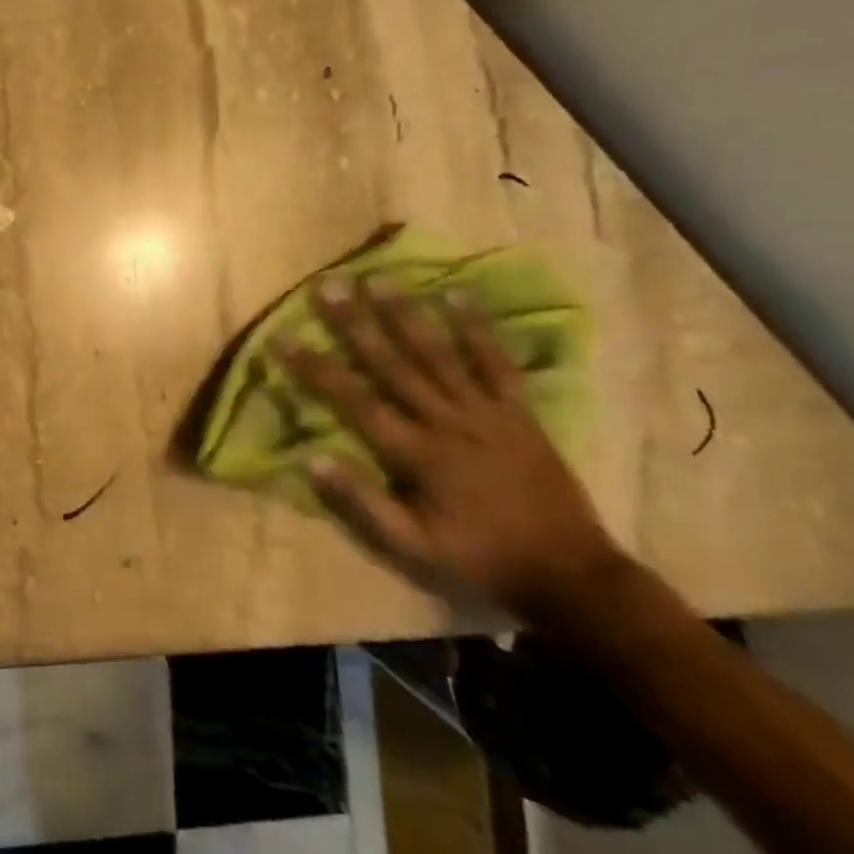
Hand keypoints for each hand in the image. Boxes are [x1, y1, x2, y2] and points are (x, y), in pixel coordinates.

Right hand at [278, 277, 625, 622]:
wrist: (570, 574)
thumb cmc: (480, 560)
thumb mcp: (413, 549)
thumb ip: (363, 503)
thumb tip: (311, 459)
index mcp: (418, 453)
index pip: (354, 401)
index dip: (316, 368)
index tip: (284, 337)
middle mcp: (447, 421)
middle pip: (392, 364)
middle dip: (356, 323)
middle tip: (329, 286)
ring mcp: (486, 412)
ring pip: (438, 354)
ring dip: (406, 314)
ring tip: (379, 279)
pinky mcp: (517, 411)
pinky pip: (495, 363)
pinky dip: (477, 329)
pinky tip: (456, 296)